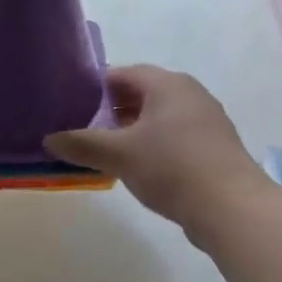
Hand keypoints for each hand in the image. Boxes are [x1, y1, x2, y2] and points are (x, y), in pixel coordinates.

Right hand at [44, 66, 273, 236]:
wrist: (231, 207)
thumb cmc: (172, 167)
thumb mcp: (119, 155)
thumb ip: (82, 144)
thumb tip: (49, 139)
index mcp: (167, 83)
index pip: (123, 73)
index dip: (95, 87)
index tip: (71, 103)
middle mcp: (189, 93)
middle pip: (142, 93)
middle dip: (112, 110)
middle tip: (82, 128)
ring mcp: (206, 120)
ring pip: (159, 117)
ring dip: (132, 130)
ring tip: (105, 150)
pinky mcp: (213, 147)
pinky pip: (174, 137)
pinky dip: (153, 145)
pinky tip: (137, 168)